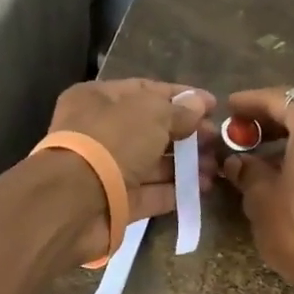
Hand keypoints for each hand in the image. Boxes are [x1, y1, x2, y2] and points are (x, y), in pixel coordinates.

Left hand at [46, 79, 216, 258]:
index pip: (145, 91)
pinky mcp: (116, 203)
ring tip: (216, 167)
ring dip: (185, 164)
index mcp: (98, 99)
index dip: (181, 97)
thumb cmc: (112, 142)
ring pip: (152, 163)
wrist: (75, 201)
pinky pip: (149, 193)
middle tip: (218, 141)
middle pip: (151, 129)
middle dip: (187, 134)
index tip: (213, 105)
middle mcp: (100, 132)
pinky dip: (174, 191)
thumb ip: (178, 110)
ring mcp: (107, 170)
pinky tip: (202, 189)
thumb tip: (200, 104)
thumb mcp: (151, 114)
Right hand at [221, 88, 293, 293]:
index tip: (229, 107)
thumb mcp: (262, 198)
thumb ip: (247, 170)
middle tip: (242, 132)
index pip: (279, 98)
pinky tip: (288, 173)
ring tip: (260, 155)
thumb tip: (236, 161)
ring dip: (291, 139)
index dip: (250, 102)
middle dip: (271, 120)